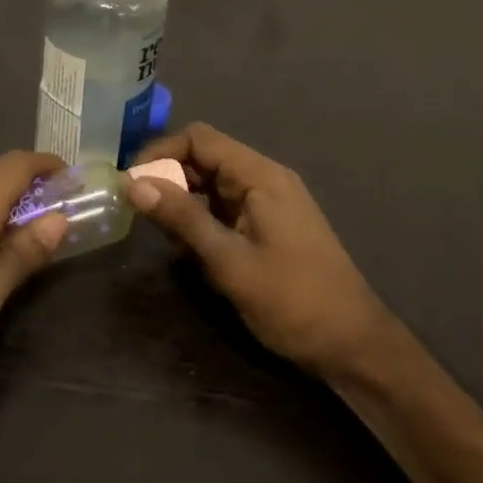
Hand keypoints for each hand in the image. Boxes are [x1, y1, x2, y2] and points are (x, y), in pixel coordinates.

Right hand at [127, 123, 395, 378]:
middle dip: (168, 174)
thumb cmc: (293, 300)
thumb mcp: (230, 261)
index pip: (200, 139)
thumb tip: (134, 184)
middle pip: (206, 156)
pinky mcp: (270, 224)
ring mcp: (270, 201)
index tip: (130, 182)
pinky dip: (201, 214)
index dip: (160, 152)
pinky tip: (185, 241)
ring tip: (153, 224)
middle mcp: (265, 178)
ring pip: (214, 182)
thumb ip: (182, 219)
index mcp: (260, 175)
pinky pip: (226, 204)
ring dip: (183, 196)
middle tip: (135, 206)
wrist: (352, 344)